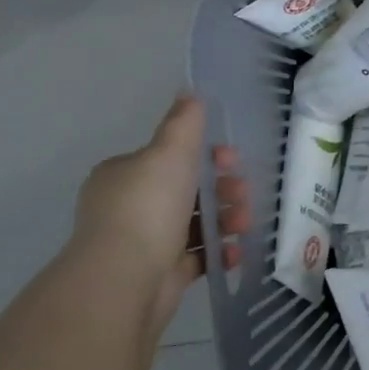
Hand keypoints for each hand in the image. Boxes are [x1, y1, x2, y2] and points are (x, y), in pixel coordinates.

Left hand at [70, 95, 254, 332]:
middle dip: (222, 190)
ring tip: (245, 225)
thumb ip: (184, 122)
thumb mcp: (170, 152)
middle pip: (186, 191)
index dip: (205, 155)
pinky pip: (195, 258)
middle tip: (244, 194)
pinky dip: (218, 252)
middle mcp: (128, 207)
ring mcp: (142, 243)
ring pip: (194, 224)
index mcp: (124, 175)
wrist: (125, 278)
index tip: (232, 160)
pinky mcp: (158, 275)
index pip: (168, 157)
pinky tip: (235, 251)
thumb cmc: (148, 206)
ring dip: (226, 220)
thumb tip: (189, 91)